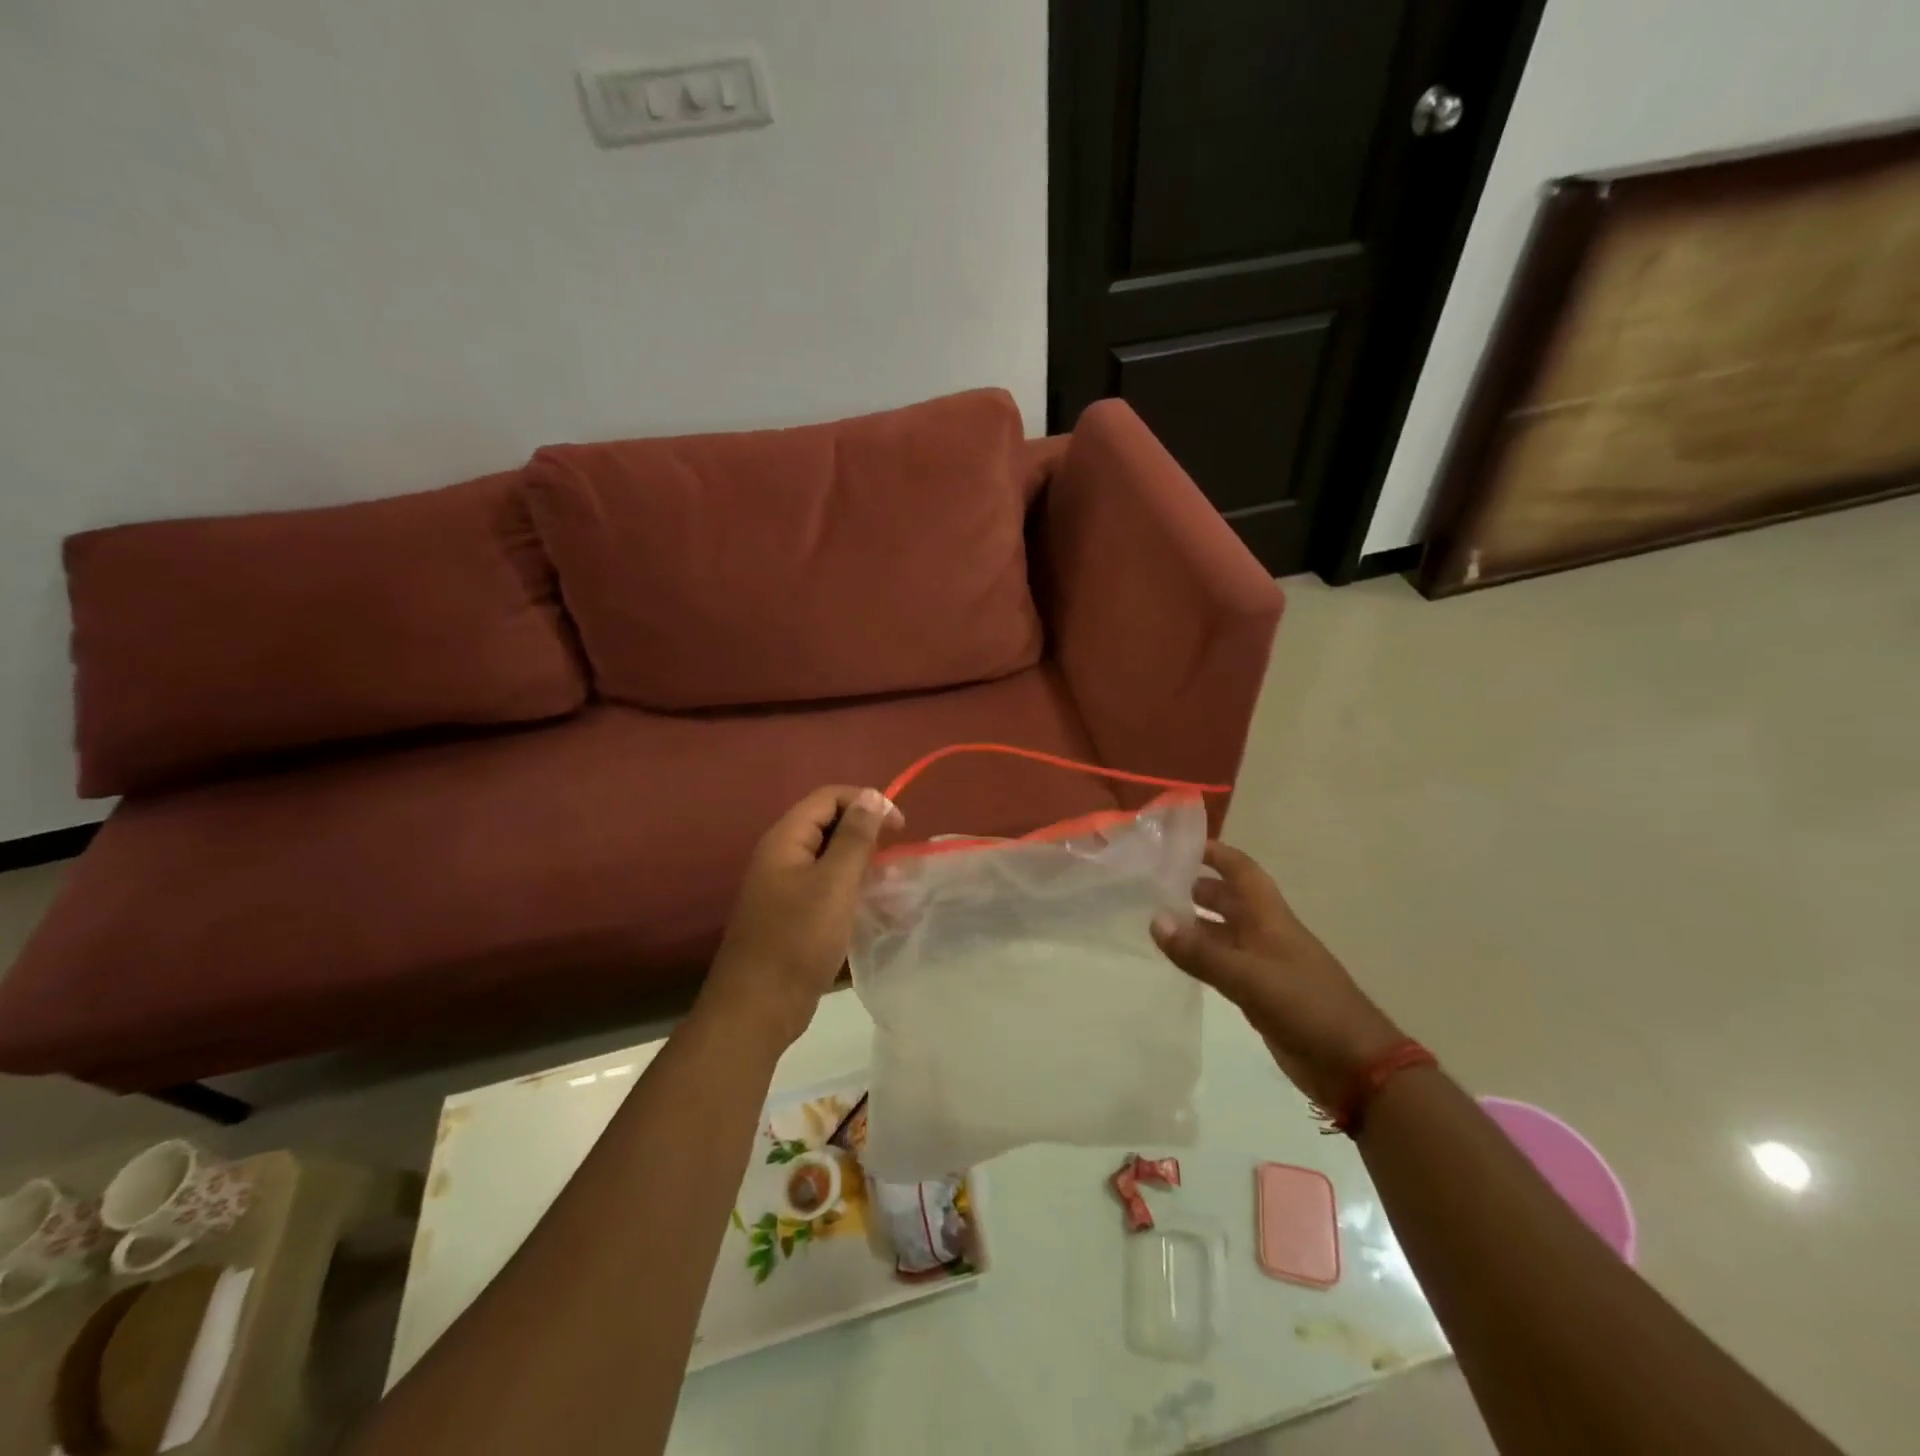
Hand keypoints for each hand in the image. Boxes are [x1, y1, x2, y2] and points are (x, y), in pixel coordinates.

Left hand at [702, 786, 904, 1046]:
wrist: (759, 1006)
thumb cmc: (798, 939)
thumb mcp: (835, 883)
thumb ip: (855, 837)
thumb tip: (872, 796)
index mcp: (786, 839)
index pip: (828, 797)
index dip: (866, 802)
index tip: (900, 827)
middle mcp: (782, 855)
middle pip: (828, 823)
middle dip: (865, 830)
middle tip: (897, 852)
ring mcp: (784, 886)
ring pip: (829, 856)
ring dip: (861, 861)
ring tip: (890, 879)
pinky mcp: (792, 913)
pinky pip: (825, 885)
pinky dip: (850, 887)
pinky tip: (873, 905)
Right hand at [1151, 842, 1404, 1109]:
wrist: (1355, 1066)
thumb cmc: (1306, 1007)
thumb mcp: (1249, 977)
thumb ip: (1201, 953)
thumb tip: (1154, 920)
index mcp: (1271, 918)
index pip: (1241, 871)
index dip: (1215, 853)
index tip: (1178, 845)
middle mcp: (1267, 934)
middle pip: (1230, 899)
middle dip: (1196, 888)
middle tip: (1153, 885)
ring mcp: (1265, 964)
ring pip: (1225, 933)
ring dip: (1195, 924)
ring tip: (1156, 920)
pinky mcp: (1262, 994)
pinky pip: (1225, 964)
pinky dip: (1202, 957)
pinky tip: (1180, 961)